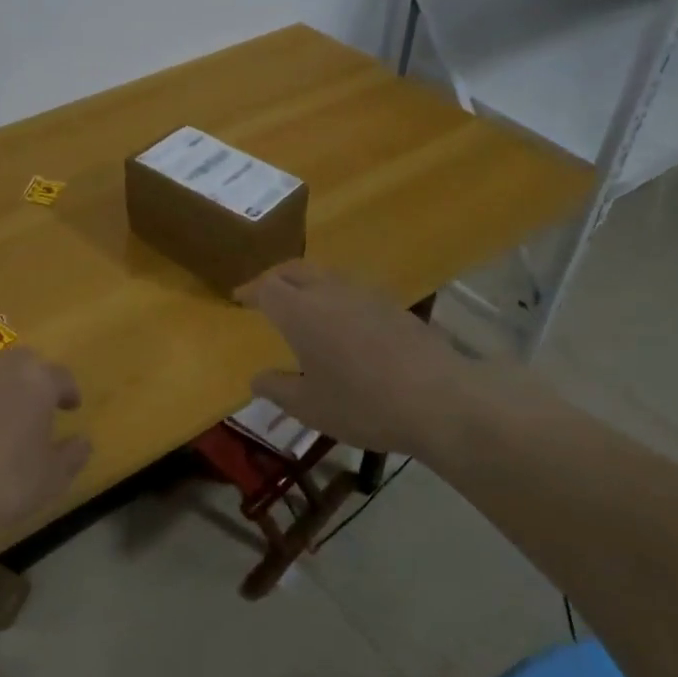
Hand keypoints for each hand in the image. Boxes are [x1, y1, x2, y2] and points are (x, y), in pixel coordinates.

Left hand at [0, 349, 91, 556]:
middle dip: (33, 380)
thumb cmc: (3, 481)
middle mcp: (1, 367)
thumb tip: (83, 441)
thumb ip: (72, 456)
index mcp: (37, 380)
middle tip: (36, 406)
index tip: (71, 406)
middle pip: (24, 363)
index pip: (61, 376)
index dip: (68, 391)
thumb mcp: (51, 478)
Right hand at [238, 262, 551, 456]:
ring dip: (306, 283)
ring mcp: (365, 294)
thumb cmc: (363, 404)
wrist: (439, 399)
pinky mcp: (393, 305)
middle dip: (275, 278)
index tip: (238, 298)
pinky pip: (352, 290)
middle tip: (264, 294)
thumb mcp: (309, 407)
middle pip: (294, 269)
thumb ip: (277, 388)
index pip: (266, 287)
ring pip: (325, 275)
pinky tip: (342, 322)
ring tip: (301, 304)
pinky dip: (334, 296)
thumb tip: (256, 378)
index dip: (249, 290)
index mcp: (301, 312)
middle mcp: (330, 292)